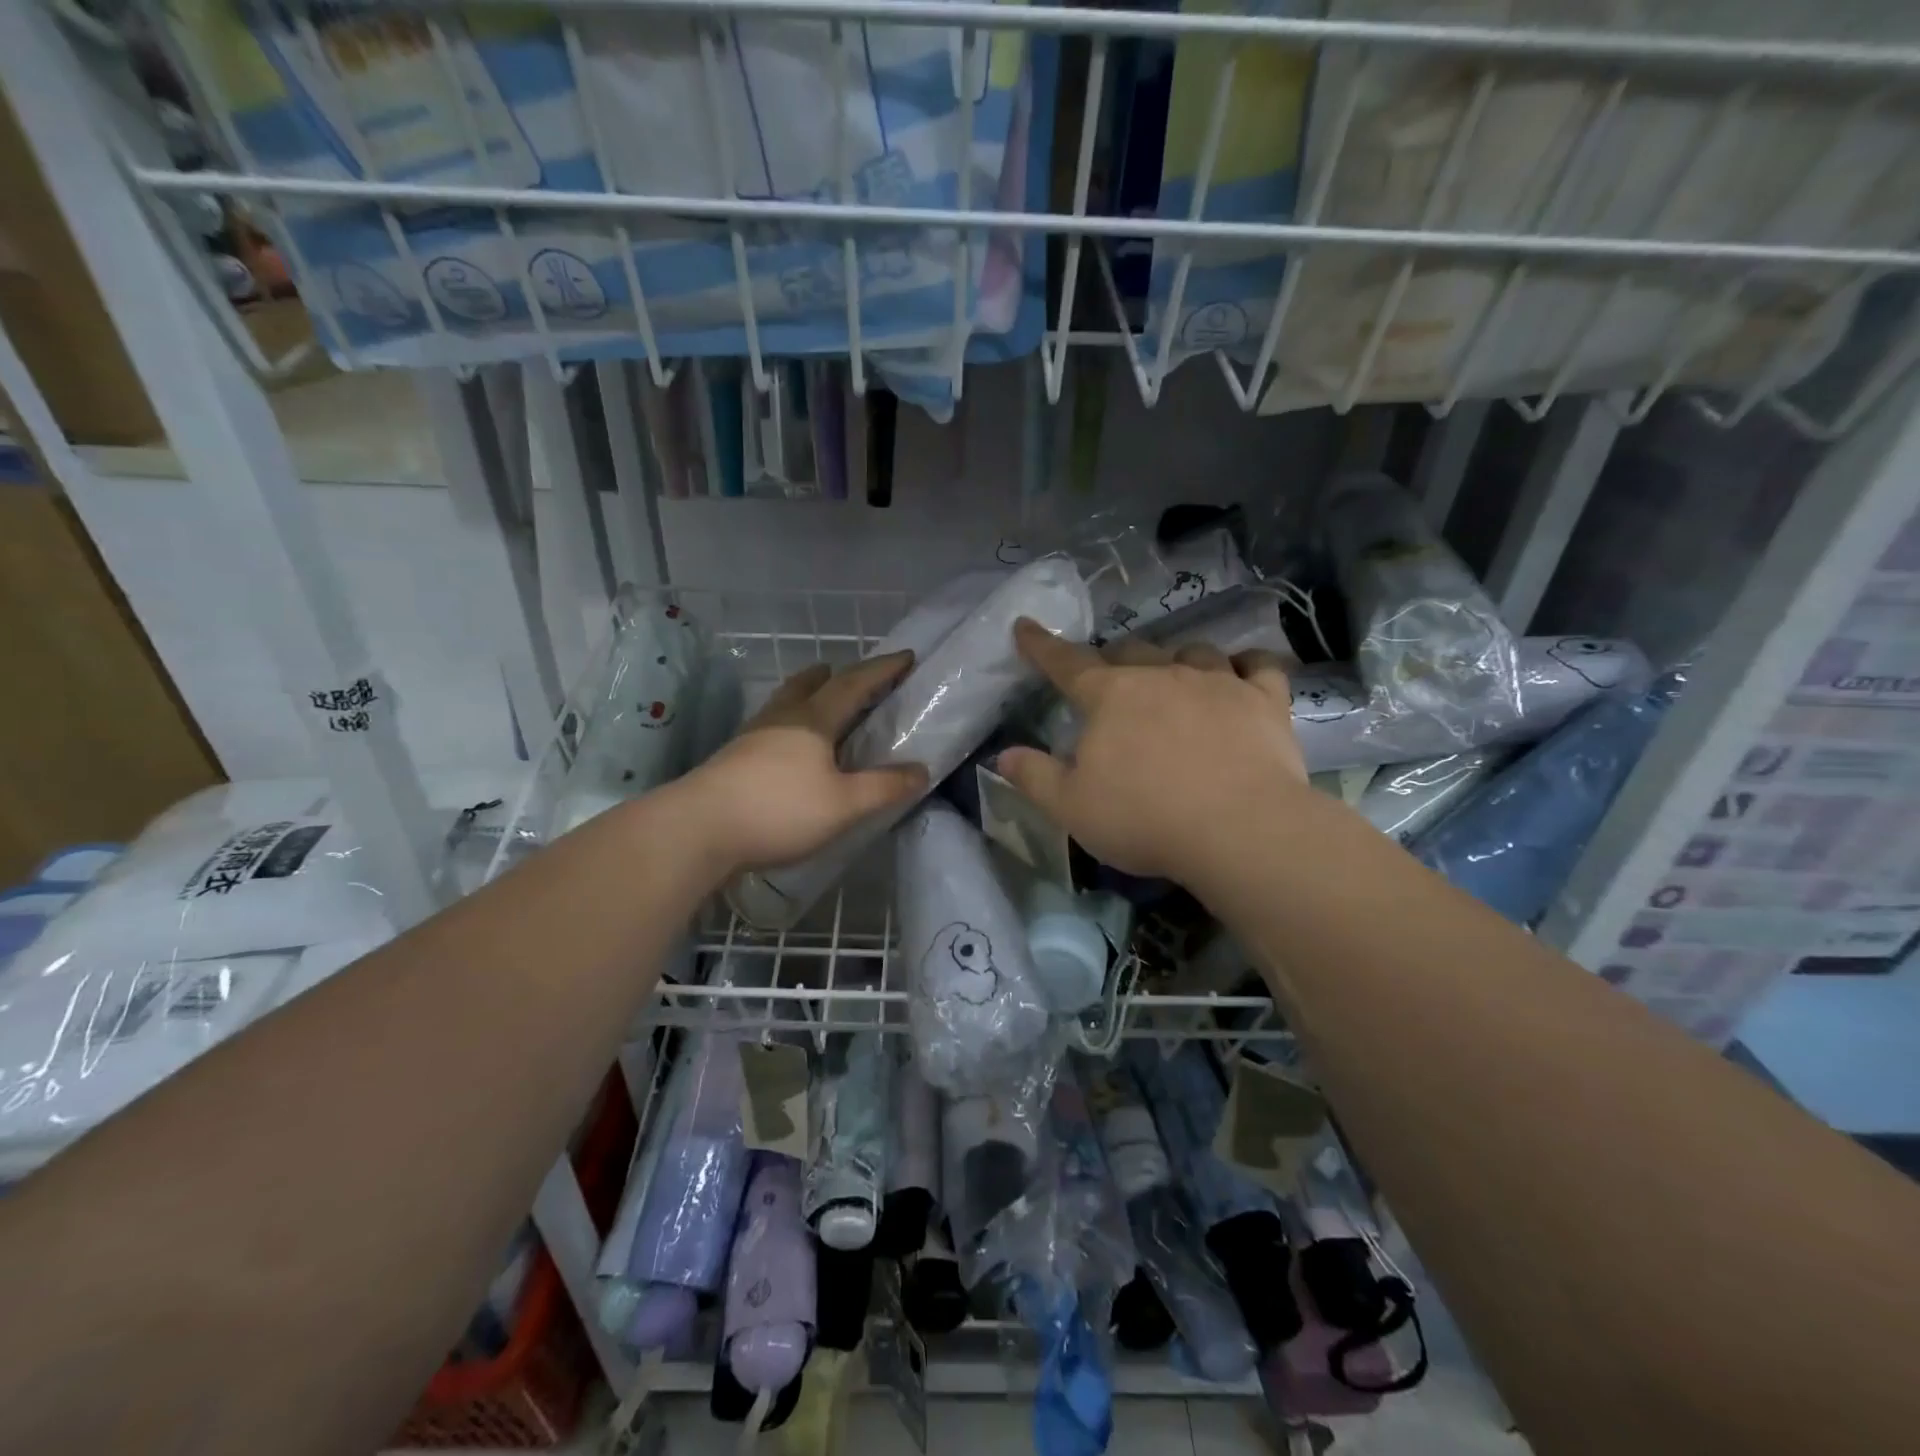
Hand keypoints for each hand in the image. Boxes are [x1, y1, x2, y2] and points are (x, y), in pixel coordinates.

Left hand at [677, 652, 929, 875]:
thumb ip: (884, 787)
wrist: (698, 829)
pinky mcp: (733, 759)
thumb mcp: (844, 804)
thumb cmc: (778, 810)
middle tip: (848, 673)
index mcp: (812, 720)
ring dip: (806, 694)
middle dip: (834, 675)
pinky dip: (789, 724)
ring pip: (784, 704)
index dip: (882, 670)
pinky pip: (770, 728)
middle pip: (809, 685)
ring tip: (817, 701)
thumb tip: (922, 769)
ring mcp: (751, 738)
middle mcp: (781, 719)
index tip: (905, 656)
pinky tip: (787, 747)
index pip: (853, 684)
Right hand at [996, 621, 1307, 882]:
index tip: (1025, 626)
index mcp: (1110, 696)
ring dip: (1177, 660)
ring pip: (1193, 651)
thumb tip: (1004, 755)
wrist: (1239, 830)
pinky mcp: (1264, 699)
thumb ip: (1035, 777)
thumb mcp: (1071, 807)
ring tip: (1176, 679)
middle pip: (1132, 651)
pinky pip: (1259, 665)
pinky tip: (1244, 673)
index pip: (1066, 663)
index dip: (1041, 646)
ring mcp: (1217, 681)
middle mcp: (1162, 675)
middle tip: (1111, 682)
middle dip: (1115, 659)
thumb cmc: (1144, 818)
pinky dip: (1247, 665)